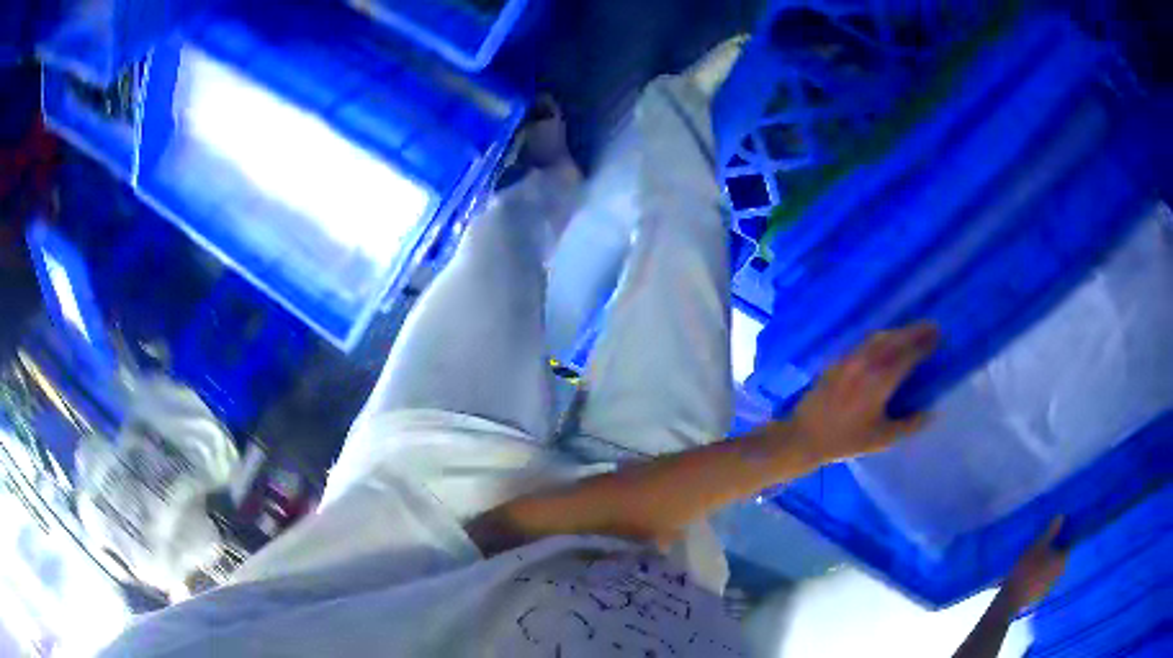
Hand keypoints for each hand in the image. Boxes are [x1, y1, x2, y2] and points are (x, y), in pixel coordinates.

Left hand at [789, 322, 939, 463]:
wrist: (804, 436)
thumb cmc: (845, 440)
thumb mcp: (881, 439)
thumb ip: (909, 425)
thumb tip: (931, 413)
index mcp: (879, 381)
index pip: (908, 354)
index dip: (924, 344)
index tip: (939, 336)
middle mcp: (865, 363)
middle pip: (895, 340)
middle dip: (915, 331)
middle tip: (932, 326)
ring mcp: (849, 359)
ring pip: (879, 338)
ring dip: (898, 332)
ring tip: (913, 331)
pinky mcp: (838, 360)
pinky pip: (863, 342)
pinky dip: (880, 337)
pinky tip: (887, 340)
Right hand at [1003, 519, 1070, 610]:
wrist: (1011, 601)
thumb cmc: (1026, 570)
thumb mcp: (1037, 546)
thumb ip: (1051, 531)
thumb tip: (1062, 515)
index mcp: (1063, 559)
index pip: (1072, 543)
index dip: (1069, 536)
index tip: (1065, 531)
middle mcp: (1062, 572)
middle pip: (1064, 557)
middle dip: (1059, 550)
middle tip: (1051, 544)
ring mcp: (1052, 586)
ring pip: (1055, 570)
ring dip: (1051, 564)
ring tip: (1042, 560)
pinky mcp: (1043, 595)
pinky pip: (1048, 581)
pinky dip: (1044, 576)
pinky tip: (1035, 575)